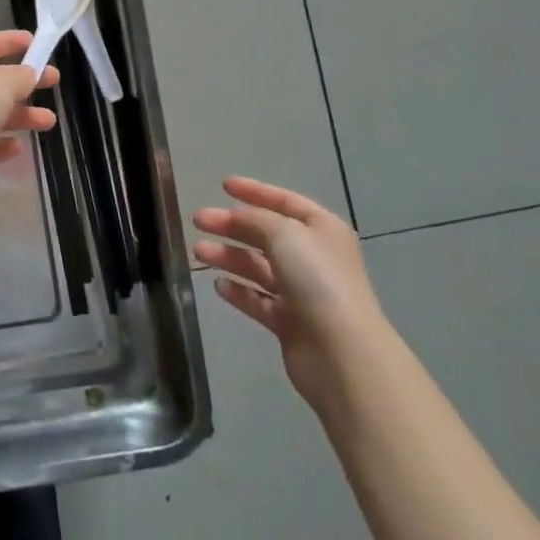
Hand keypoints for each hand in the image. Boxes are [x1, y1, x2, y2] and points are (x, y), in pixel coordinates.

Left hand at [0, 31, 56, 210]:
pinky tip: (17, 148)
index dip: (9, 41)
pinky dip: (2, 144)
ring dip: (21, 116)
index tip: (35, 43)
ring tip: (48, 122)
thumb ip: (21, 76)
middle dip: (24, 83)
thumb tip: (29, 74)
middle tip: (54, 83)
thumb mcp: (1, 82)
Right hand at [193, 177, 384, 410]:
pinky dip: (239, 291)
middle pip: (265, 234)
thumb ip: (255, 219)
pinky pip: (258, 300)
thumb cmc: (317, 280)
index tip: (223, 185)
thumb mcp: (284, 233)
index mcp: (321, 229)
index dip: (254, 191)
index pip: (284, 201)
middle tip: (198, 220)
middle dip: (231, 225)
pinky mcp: (290, 323)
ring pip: (257, 267)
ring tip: (198, 251)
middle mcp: (313, 257)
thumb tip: (235, 216)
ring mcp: (302, 291)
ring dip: (228, 257)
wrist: (342, 353)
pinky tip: (218, 286)